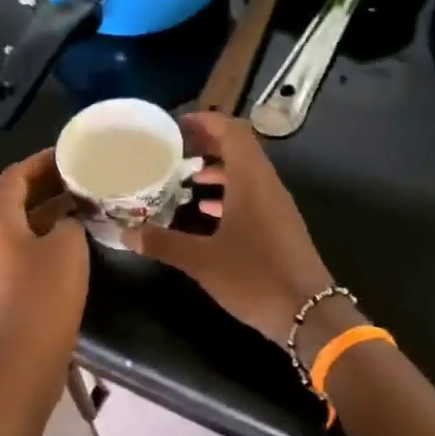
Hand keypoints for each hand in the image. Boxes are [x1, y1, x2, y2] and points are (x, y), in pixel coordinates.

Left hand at [0, 149, 89, 376]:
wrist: (24, 361)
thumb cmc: (44, 296)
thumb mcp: (67, 247)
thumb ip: (68, 221)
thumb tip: (64, 222)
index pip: (14, 177)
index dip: (40, 161)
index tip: (68, 154)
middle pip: (15, 200)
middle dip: (47, 185)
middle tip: (82, 176)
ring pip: (23, 226)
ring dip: (50, 212)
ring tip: (85, 203)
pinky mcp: (6, 288)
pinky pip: (26, 249)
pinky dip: (48, 237)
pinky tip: (76, 240)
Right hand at [124, 112, 333, 342]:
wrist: (308, 313)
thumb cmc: (254, 277)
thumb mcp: (202, 261)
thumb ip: (163, 243)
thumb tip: (126, 234)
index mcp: (251, 180)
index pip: (232, 131)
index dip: (206, 122)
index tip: (176, 126)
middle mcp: (267, 184)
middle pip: (240, 147)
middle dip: (208, 143)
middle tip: (175, 149)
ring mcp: (276, 205)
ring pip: (246, 172)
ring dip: (218, 168)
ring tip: (186, 176)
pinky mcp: (279, 225)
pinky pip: (252, 195)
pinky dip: (229, 193)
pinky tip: (206, 211)